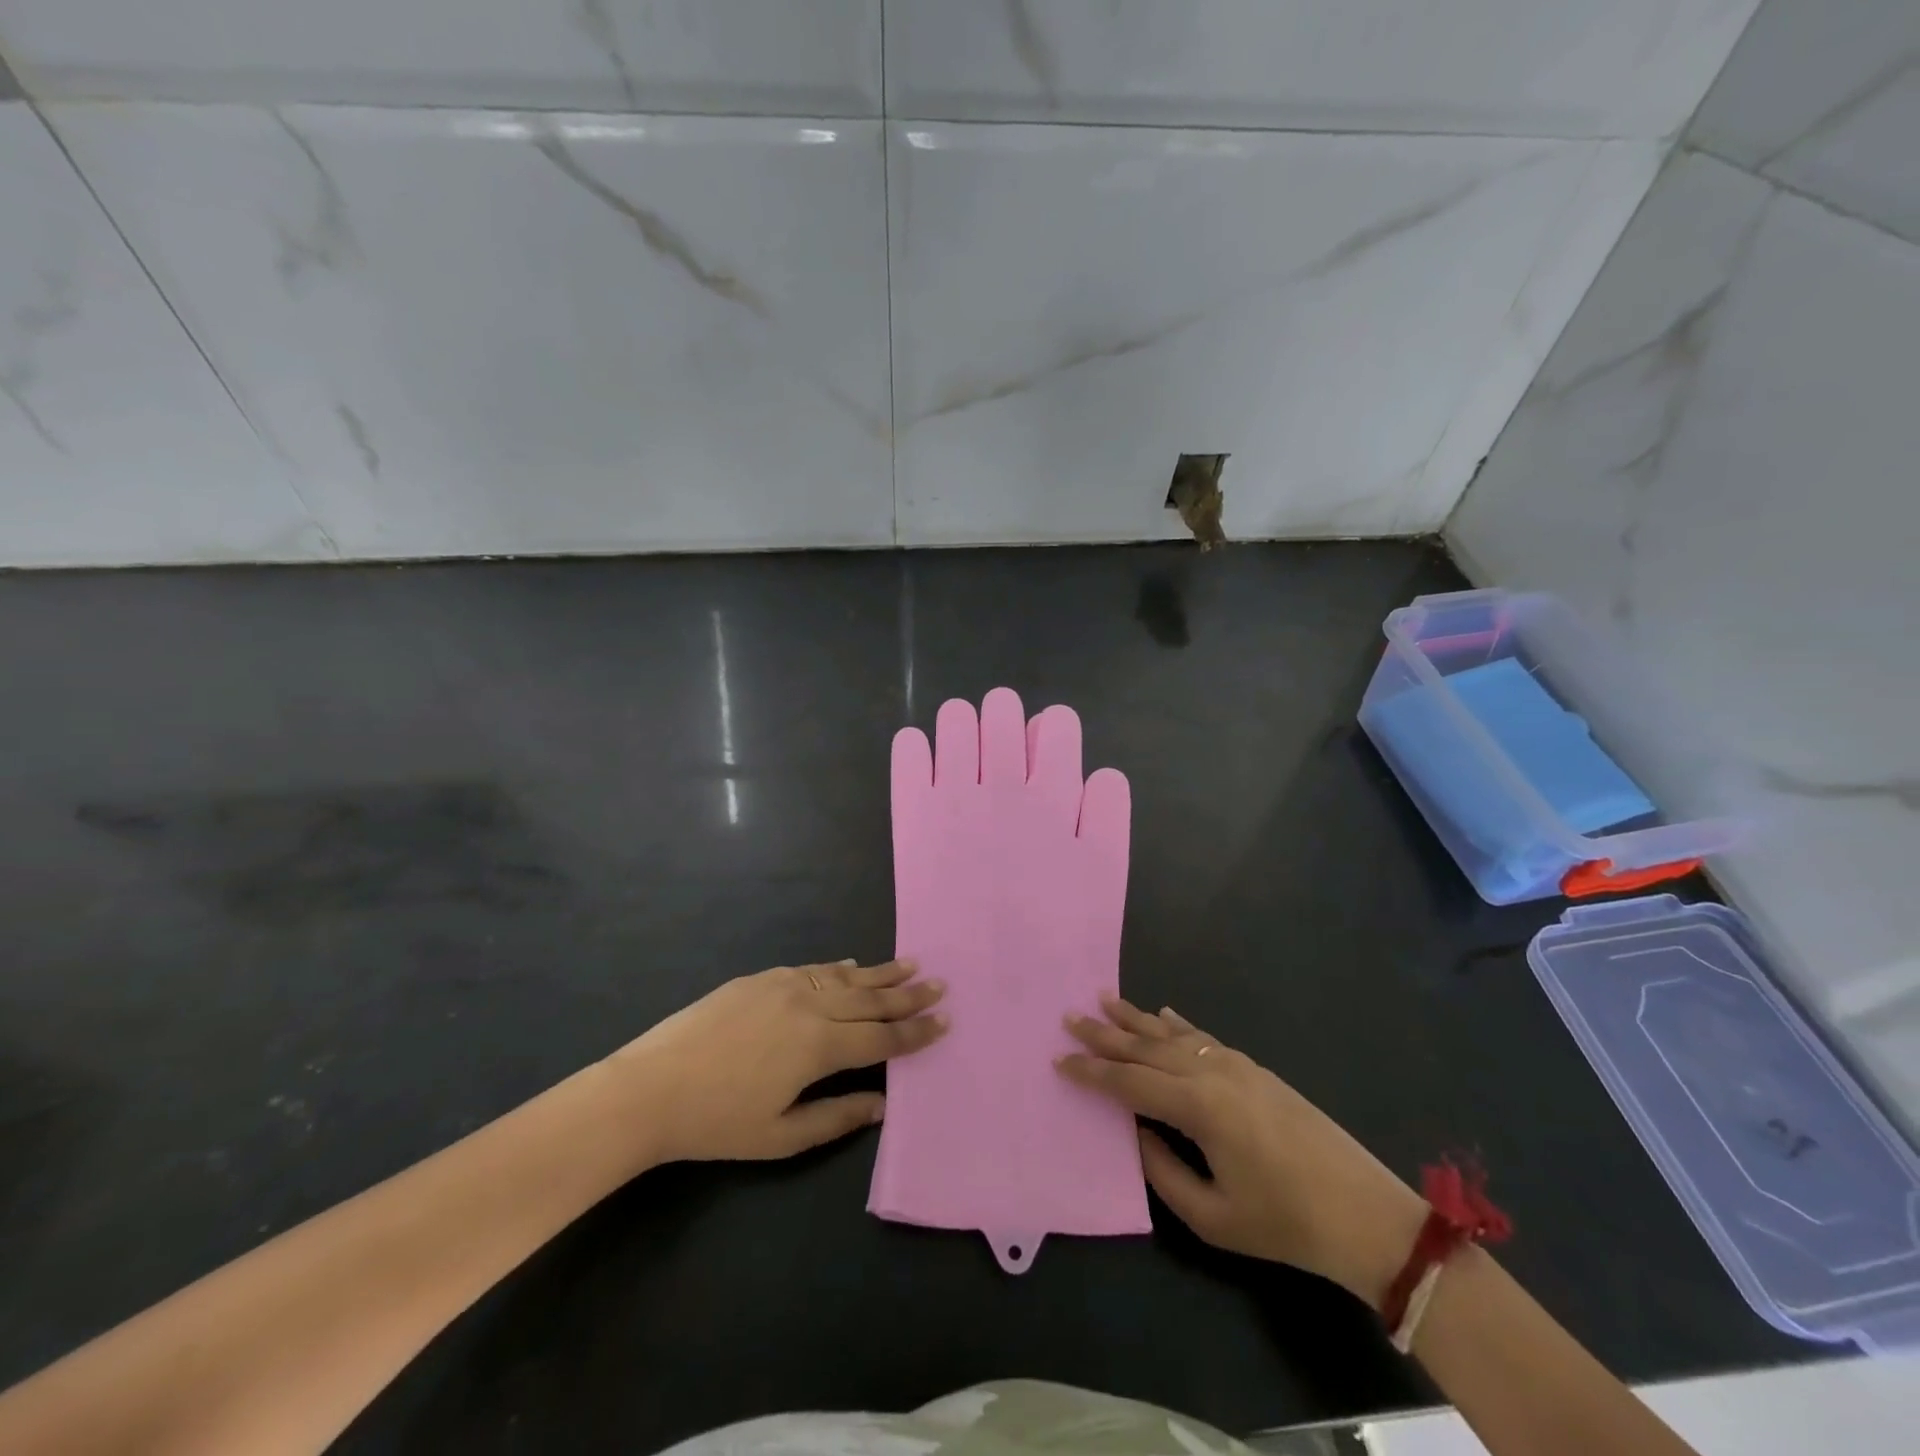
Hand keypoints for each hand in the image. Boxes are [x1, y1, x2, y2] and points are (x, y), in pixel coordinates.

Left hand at [609, 960, 946, 1163]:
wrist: (650, 1087)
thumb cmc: (716, 1122)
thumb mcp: (780, 1136)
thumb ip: (836, 1117)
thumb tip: (883, 1105)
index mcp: (818, 1047)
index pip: (881, 1039)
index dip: (915, 1032)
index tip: (944, 1021)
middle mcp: (809, 1007)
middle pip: (870, 999)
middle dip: (907, 994)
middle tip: (939, 984)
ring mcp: (784, 986)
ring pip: (845, 977)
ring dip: (880, 972)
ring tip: (910, 963)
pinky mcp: (761, 979)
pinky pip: (812, 969)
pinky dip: (838, 968)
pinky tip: (851, 965)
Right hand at [1057, 997, 1425, 1300]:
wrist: (1365, 1214)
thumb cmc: (1285, 1223)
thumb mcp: (1213, 1216)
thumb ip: (1163, 1170)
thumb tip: (1135, 1132)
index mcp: (1198, 1107)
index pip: (1130, 1081)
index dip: (1092, 1072)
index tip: (1059, 1059)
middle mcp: (1212, 1072)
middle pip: (1146, 1047)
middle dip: (1105, 1034)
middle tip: (1070, 1017)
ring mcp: (1236, 1065)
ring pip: (1173, 1033)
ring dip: (1136, 1018)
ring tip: (1104, 1000)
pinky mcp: (1255, 1069)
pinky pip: (1203, 1037)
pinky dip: (1176, 1023)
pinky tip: (1163, 1012)